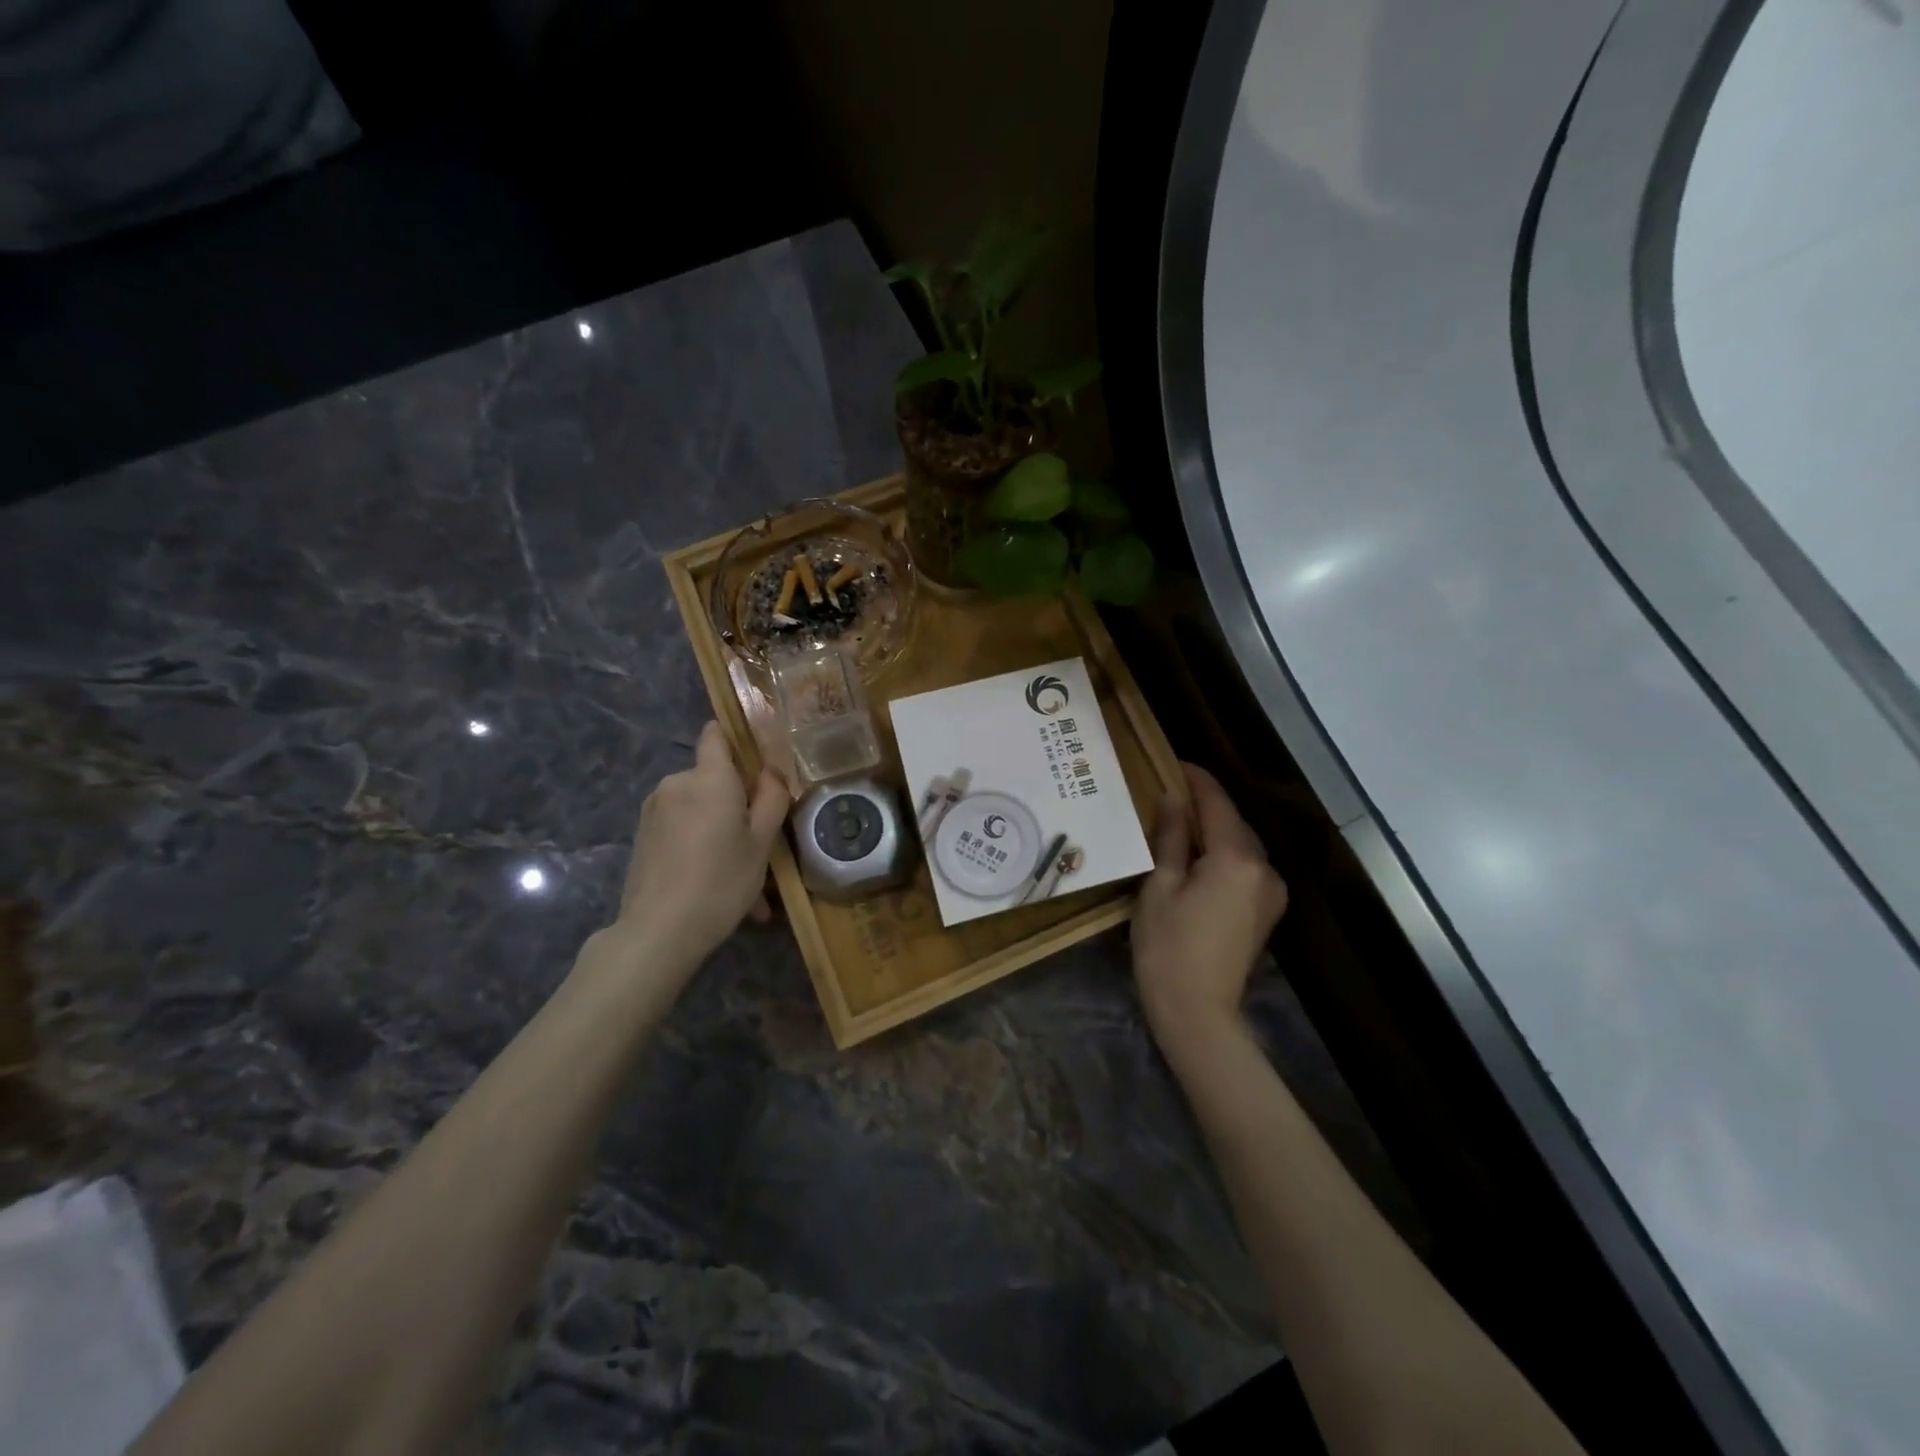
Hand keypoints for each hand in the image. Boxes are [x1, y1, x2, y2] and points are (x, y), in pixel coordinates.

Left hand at [598, 721, 789, 976]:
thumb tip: (771, 772)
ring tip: (739, 875)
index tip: (756, 760)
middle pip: (712, 778)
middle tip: (758, 843)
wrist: (658, 931)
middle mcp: (677, 783)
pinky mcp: (643, 836)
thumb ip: (771, 798)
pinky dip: (699, 847)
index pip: (715, 734)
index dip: (735, 738)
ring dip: (719, 831)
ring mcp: (654, 810)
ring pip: (698, 809)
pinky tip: (714, 886)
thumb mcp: (762, 843)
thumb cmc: (721, 880)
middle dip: (734, 802)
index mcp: (709, 778)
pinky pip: (681, 830)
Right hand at [1133, 764, 1288, 1054]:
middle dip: (1204, 804)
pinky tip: (1196, 856)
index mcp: (1236, 857)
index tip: (1173, 762)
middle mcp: (1263, 868)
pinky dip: (1222, 854)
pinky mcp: (1266, 911)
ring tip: (1178, 820)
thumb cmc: (1168, 946)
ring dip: (1213, 829)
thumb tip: (1173, 798)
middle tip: (1168, 791)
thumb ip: (1171, 836)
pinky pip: (1244, 867)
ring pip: (1240, 845)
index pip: (1217, 803)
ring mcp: (1270, 892)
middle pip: (1233, 822)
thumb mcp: (1160, 885)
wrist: (1198, 1012)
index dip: (1196, 779)